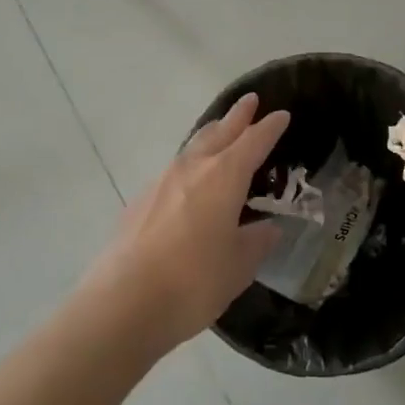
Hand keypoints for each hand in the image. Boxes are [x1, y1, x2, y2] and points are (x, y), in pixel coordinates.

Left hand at [91, 93, 288, 350]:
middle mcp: (193, 168)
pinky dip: (189, 166)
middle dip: (237, 117)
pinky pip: (173, 171)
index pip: (254, 141)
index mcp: (225, 176)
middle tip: (250, 101)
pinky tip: (188, 183)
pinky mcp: (139, 201)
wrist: (122, 303)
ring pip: (192, 147)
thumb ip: (256, 242)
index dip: (270, 128)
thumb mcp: (238, 266)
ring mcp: (162, 182)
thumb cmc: (193, 281)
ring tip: (220, 132)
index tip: (282, 115)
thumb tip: (268, 228)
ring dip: (210, 136)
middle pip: (220, 132)